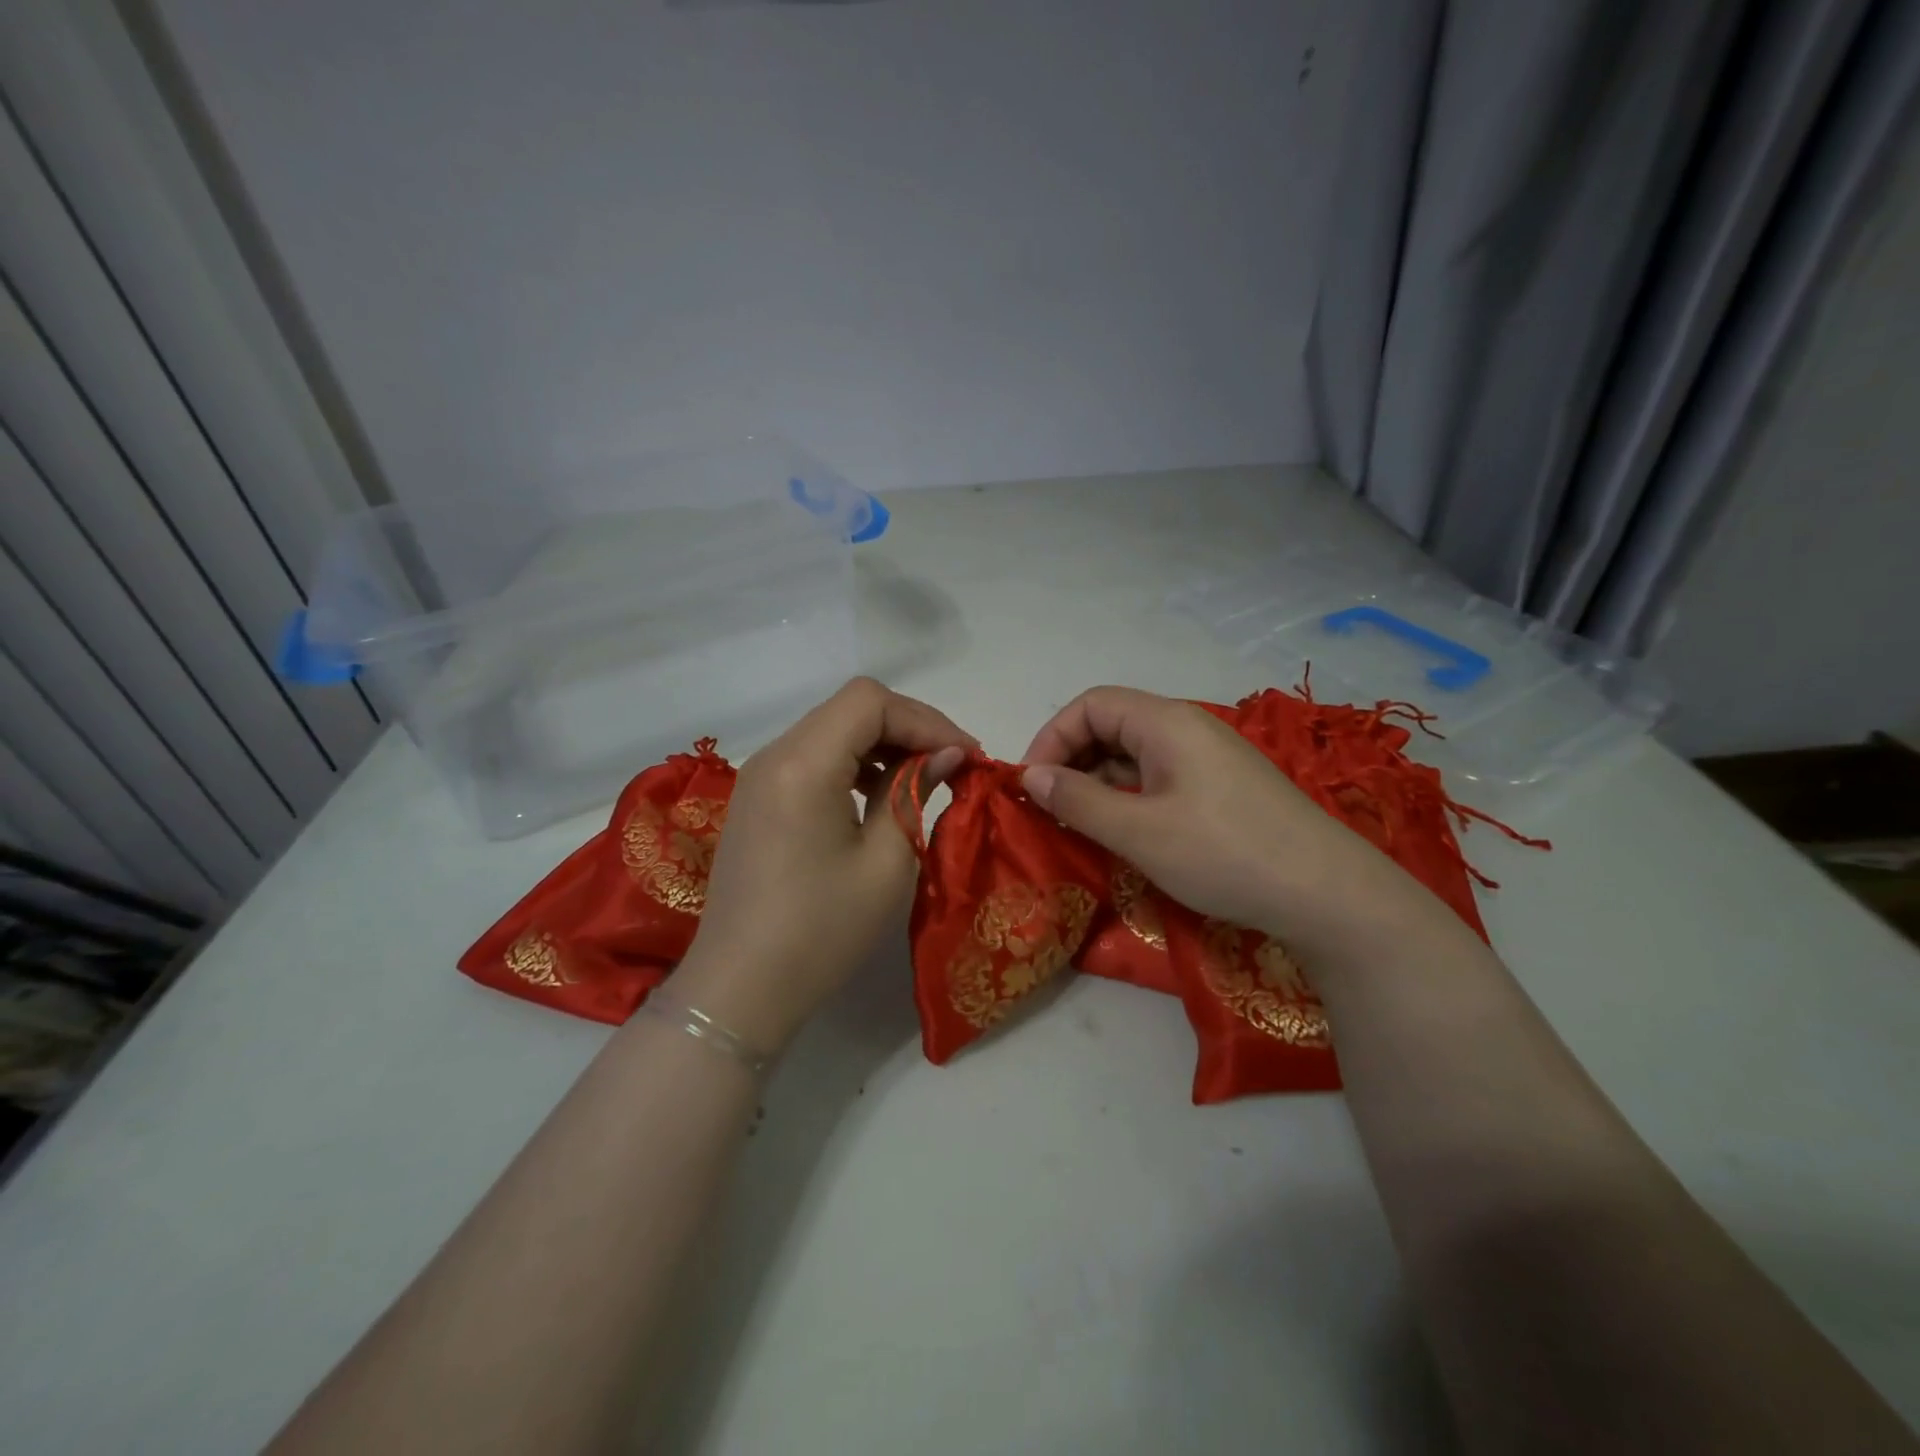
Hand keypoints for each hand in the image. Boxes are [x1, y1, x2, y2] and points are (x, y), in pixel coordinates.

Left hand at [673, 678, 971, 1053]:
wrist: (741, 988)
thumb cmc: (821, 930)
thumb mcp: (885, 863)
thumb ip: (914, 794)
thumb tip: (946, 756)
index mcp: (803, 764)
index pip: (870, 702)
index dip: (925, 719)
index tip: (965, 756)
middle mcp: (775, 754)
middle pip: (851, 708)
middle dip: (909, 727)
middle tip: (953, 765)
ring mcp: (760, 775)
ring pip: (832, 728)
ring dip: (882, 743)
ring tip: (921, 779)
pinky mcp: (758, 798)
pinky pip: (813, 756)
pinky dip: (852, 762)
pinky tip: (877, 795)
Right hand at [1020, 686, 1464, 968]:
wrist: (1327, 894)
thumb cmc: (1224, 854)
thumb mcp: (1140, 832)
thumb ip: (1079, 801)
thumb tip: (1032, 776)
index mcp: (1166, 722)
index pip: (1090, 705)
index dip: (1052, 738)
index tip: (1032, 784)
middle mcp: (1187, 728)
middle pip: (1112, 724)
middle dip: (1072, 759)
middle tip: (1050, 808)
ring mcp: (1208, 758)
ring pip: (1135, 753)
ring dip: (1099, 781)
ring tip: (1079, 824)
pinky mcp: (1222, 787)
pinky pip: (1159, 776)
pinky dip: (1129, 796)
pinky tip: (1123, 830)